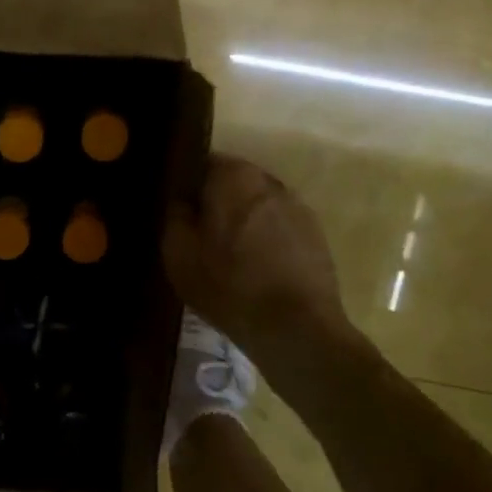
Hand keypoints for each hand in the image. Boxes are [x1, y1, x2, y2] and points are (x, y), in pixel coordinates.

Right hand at [163, 154, 349, 370]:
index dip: (187, 185)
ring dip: (243, 220)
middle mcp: (269, 180)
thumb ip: (175, 215)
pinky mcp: (316, 234)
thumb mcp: (179, 253)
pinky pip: (279, 226)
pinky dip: (266, 239)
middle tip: (199, 234)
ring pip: (258, 204)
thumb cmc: (229, 285)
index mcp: (234, 176)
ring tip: (229, 254)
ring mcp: (298, 206)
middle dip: (216, 201)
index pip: (202, 162)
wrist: (297, 329)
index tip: (178, 209)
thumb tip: (181, 200)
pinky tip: (256, 268)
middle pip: (233, 182)